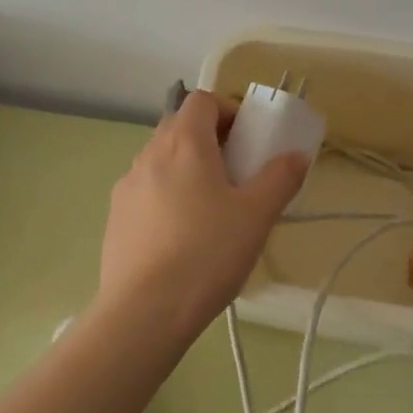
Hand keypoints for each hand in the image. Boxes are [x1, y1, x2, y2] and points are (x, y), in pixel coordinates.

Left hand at [97, 90, 307, 342]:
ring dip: (187, 166)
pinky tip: (182, 234)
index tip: (249, 138)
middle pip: (180, 126)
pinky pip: (146, 189)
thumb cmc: (207, 253)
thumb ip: (280, 178)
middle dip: (210, 138)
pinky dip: (166, 194)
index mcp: (184, 142)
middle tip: (236, 171)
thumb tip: (297, 156)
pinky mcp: (115, 217)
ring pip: (161, 159)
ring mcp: (127, 185)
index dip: (228, 110)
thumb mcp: (256, 215)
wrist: (144, 312)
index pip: (202, 100)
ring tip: (211, 206)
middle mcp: (149, 154)